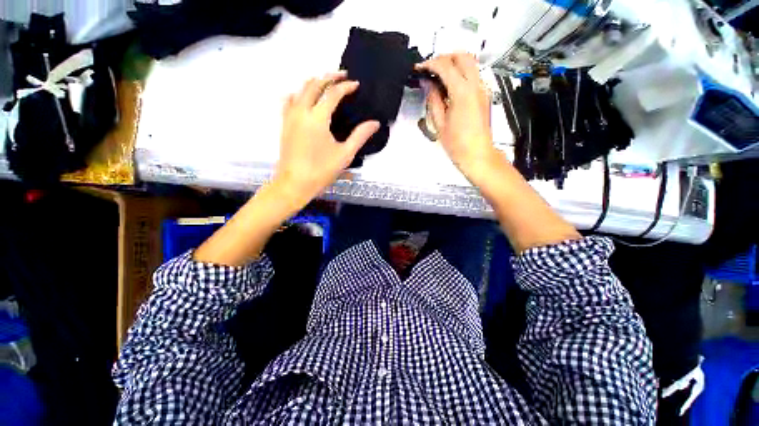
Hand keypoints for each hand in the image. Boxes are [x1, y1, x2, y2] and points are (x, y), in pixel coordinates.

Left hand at [274, 72, 379, 206]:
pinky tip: (304, 98)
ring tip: (325, 83)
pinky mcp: (284, 124)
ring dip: (313, 82)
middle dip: (329, 76)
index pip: (333, 93)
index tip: (356, 84)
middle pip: (314, 84)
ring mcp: (290, 116)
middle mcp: (301, 111)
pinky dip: (299, 93)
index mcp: (317, 117)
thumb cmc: (321, 171)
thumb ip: (360, 136)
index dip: (346, 86)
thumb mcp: (345, 154)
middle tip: (342, 76)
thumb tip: (375, 123)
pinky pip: (289, 100)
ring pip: (300, 89)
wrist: (294, 184)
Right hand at [417, 53, 495, 182]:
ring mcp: (483, 89)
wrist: (477, 155)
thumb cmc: (458, 145)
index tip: (420, 68)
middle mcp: (476, 86)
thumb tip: (428, 85)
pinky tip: (449, 87)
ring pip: (470, 63)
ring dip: (454, 63)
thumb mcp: (439, 123)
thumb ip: (433, 100)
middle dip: (444, 57)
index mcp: (462, 93)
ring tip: (438, 77)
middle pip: (462, 55)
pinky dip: (461, 73)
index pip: (445, 66)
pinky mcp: (484, 95)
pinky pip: (473, 75)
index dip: (430, 64)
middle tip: (430, 69)